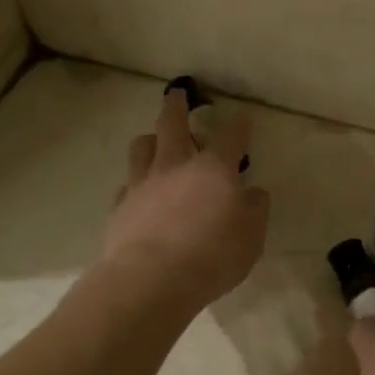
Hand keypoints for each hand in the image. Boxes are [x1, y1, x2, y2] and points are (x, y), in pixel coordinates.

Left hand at [100, 89, 269, 311]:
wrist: (150, 280)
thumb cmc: (211, 257)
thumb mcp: (251, 238)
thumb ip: (255, 211)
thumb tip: (254, 193)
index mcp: (213, 170)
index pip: (230, 137)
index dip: (239, 125)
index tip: (243, 116)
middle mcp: (175, 167)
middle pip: (172, 125)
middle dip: (177, 106)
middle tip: (177, 93)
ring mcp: (142, 185)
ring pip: (141, 147)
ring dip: (150, 139)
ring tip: (153, 141)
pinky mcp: (120, 207)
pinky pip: (125, 186)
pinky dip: (133, 185)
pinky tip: (137, 194)